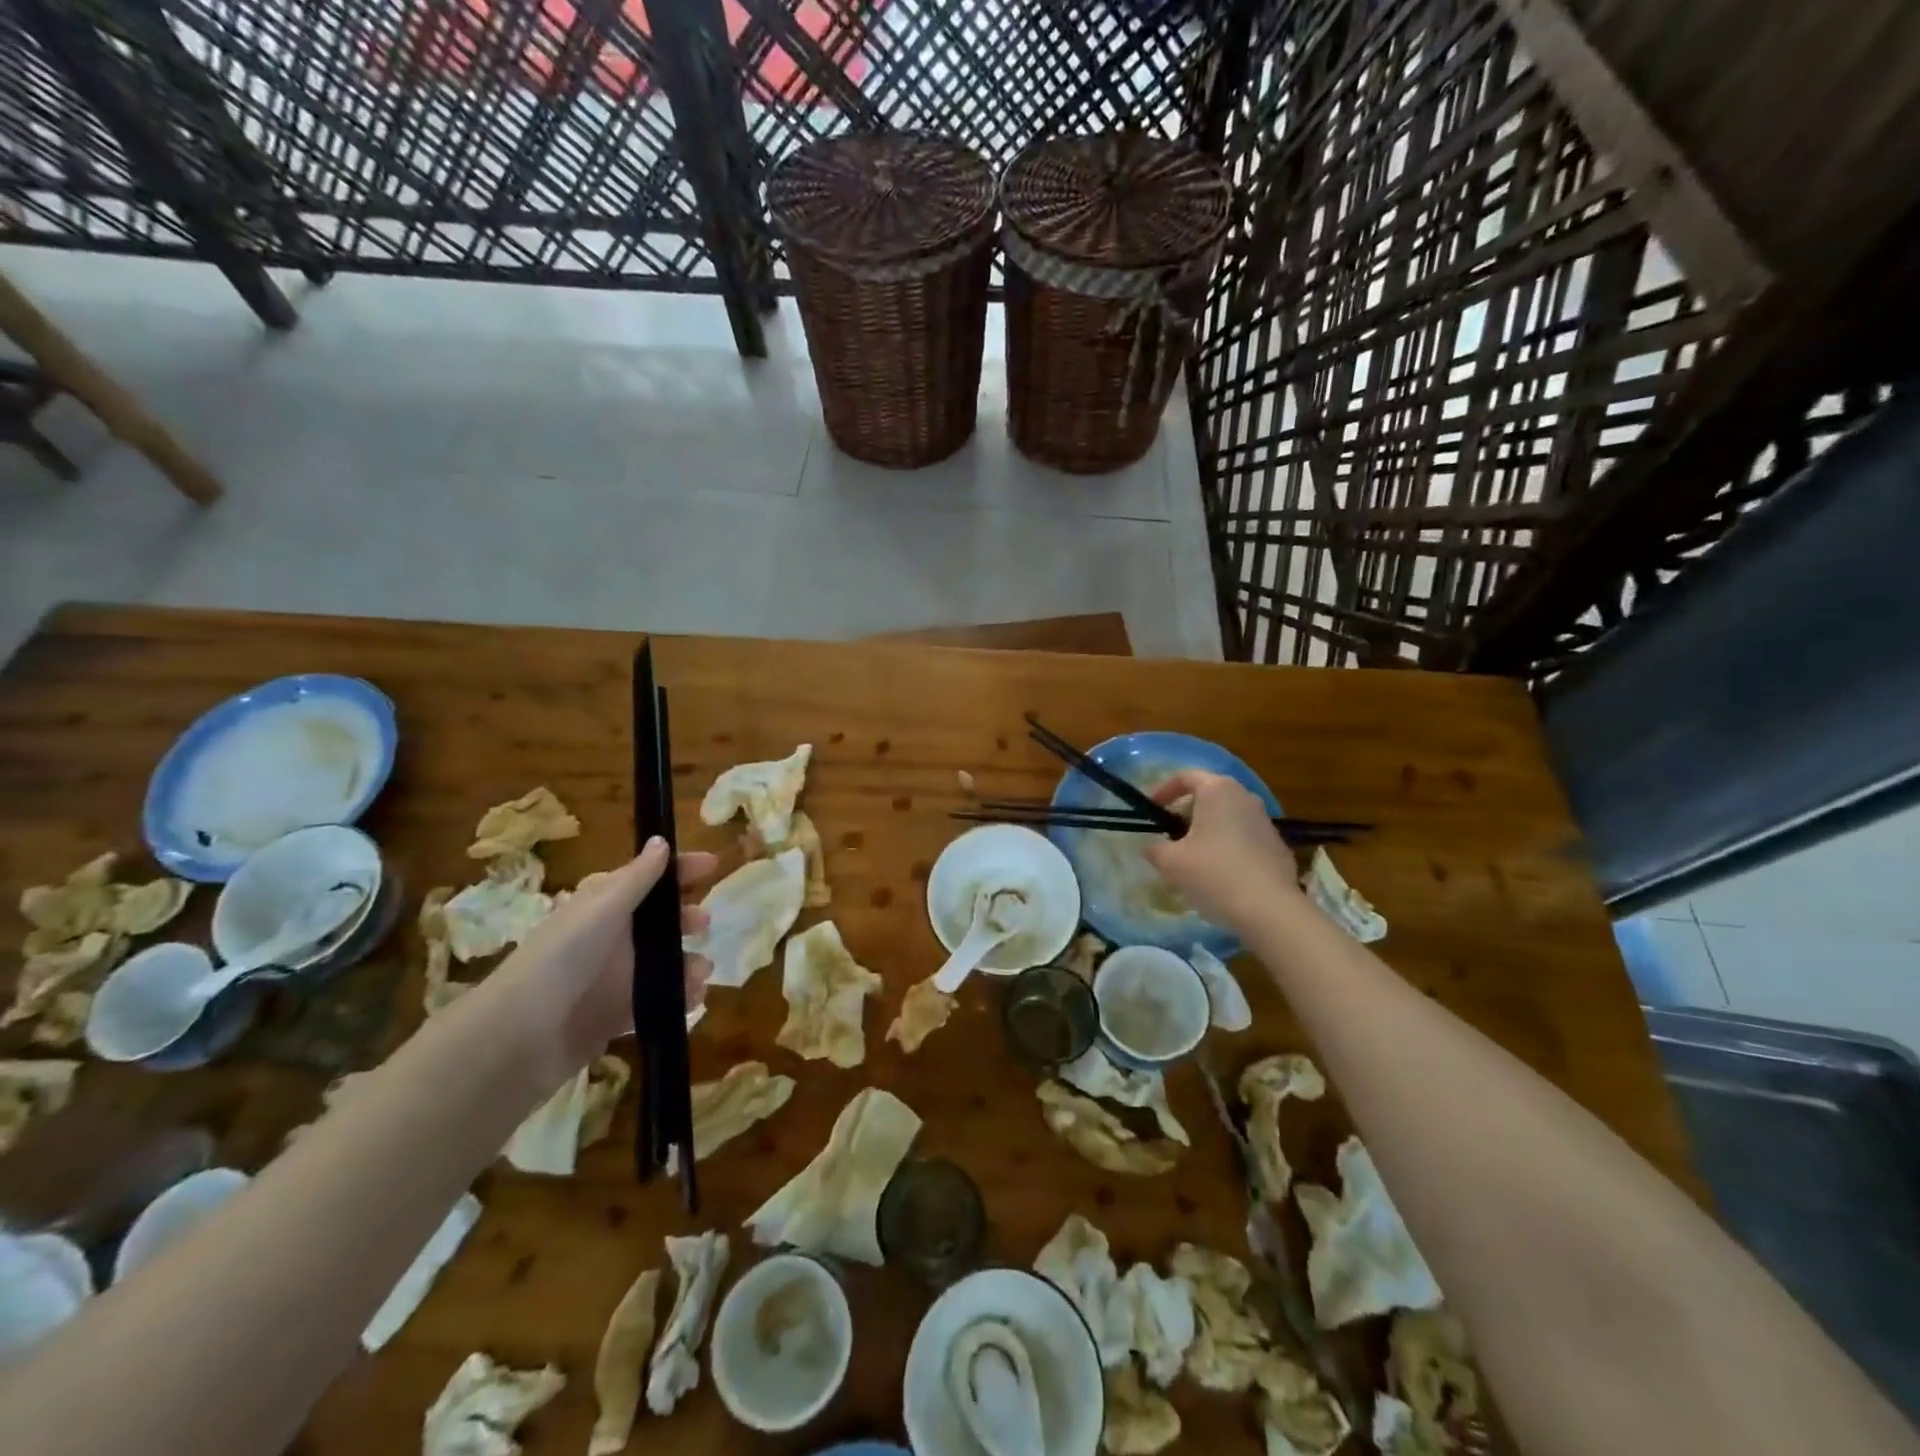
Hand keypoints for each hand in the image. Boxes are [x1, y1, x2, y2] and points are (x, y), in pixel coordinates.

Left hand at [492, 838, 716, 1080]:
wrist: (522, 1036)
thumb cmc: (564, 958)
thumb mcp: (603, 908)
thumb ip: (637, 878)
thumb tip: (661, 841)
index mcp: (603, 906)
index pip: (647, 878)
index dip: (679, 870)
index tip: (714, 866)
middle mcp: (610, 937)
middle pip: (659, 921)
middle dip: (687, 920)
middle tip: (703, 926)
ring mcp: (613, 977)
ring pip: (664, 962)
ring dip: (688, 963)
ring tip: (700, 974)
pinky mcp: (615, 1014)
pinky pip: (657, 999)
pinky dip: (677, 997)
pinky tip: (690, 1000)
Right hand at [1144, 770, 1302, 930]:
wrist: (1270, 909)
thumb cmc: (1214, 874)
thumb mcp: (1171, 862)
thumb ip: (1155, 850)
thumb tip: (1150, 848)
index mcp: (1217, 790)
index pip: (1185, 777)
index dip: (1163, 791)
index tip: (1152, 811)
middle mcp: (1244, 797)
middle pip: (1208, 796)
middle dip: (1185, 814)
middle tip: (1169, 837)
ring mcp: (1265, 821)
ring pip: (1227, 817)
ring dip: (1207, 832)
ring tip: (1193, 860)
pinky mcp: (1278, 845)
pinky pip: (1244, 837)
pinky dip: (1228, 847)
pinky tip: (1220, 875)